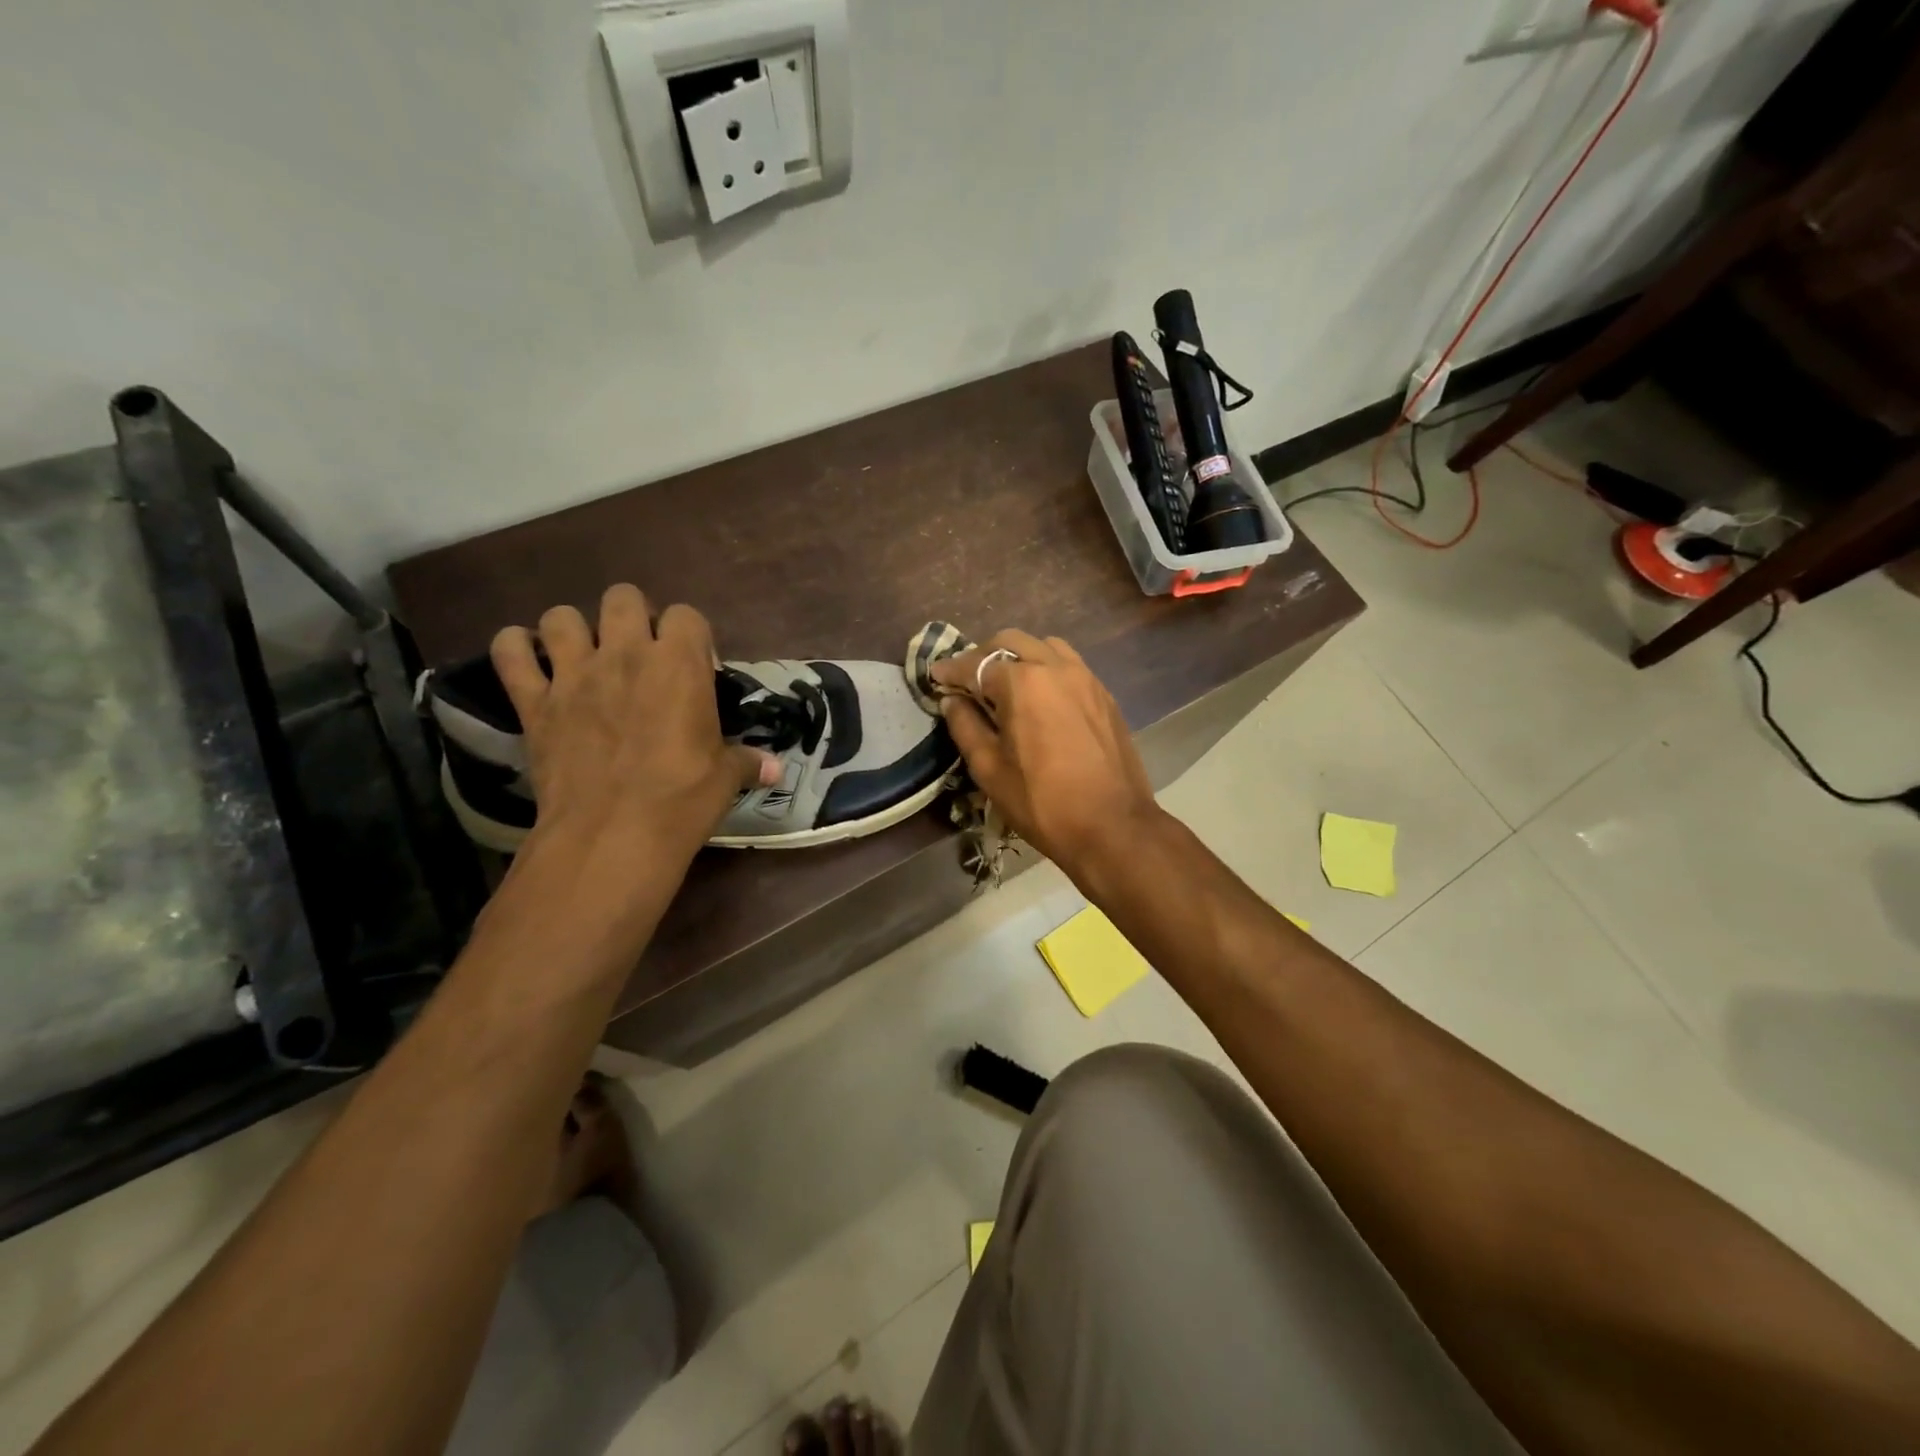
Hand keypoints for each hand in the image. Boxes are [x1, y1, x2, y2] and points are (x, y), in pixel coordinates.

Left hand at [491, 586, 777, 861]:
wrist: (612, 835)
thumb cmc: (681, 801)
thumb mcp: (725, 779)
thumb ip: (747, 762)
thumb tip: (775, 768)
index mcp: (679, 665)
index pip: (686, 615)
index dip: (690, 636)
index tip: (694, 668)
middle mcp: (626, 654)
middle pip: (623, 597)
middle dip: (632, 616)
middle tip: (639, 653)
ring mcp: (574, 674)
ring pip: (562, 616)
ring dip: (573, 629)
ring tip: (583, 656)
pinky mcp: (534, 702)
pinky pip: (509, 653)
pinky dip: (515, 649)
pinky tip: (527, 662)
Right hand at [931, 630, 1160, 876]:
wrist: (1112, 826)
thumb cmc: (1042, 802)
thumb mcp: (989, 769)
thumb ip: (966, 727)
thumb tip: (952, 701)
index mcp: (1023, 682)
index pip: (976, 665)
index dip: (951, 670)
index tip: (935, 676)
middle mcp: (1056, 668)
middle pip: (1011, 642)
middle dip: (984, 656)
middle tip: (967, 680)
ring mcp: (1086, 678)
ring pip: (1045, 647)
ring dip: (1019, 656)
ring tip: (1005, 684)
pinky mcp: (1104, 695)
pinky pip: (1070, 666)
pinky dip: (1047, 669)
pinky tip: (1040, 697)